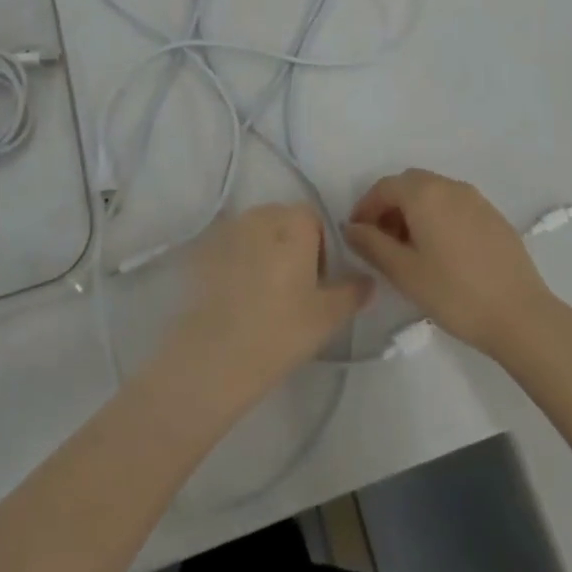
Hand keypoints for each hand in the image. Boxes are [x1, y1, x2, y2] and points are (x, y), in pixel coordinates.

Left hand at [161, 204, 371, 411]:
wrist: (215, 356)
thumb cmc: (280, 330)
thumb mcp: (328, 317)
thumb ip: (352, 292)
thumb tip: (367, 280)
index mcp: (294, 222)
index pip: (313, 219)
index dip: (320, 246)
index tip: (317, 280)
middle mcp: (260, 215)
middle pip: (283, 220)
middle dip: (291, 244)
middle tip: (293, 288)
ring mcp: (228, 230)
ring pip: (255, 232)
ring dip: (263, 250)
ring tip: (263, 292)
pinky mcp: (203, 250)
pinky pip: (230, 247)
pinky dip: (237, 261)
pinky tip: (237, 295)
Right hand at [344, 169, 555, 356]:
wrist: (521, 315)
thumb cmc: (455, 293)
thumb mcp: (404, 272)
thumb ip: (372, 245)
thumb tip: (351, 227)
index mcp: (425, 193)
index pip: (384, 187)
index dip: (365, 208)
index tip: (357, 235)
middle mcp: (449, 186)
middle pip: (410, 184)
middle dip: (390, 207)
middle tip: (382, 242)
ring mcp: (475, 199)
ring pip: (434, 193)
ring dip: (414, 211)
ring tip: (411, 250)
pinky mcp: (493, 216)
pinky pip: (455, 205)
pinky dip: (438, 217)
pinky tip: (442, 253)